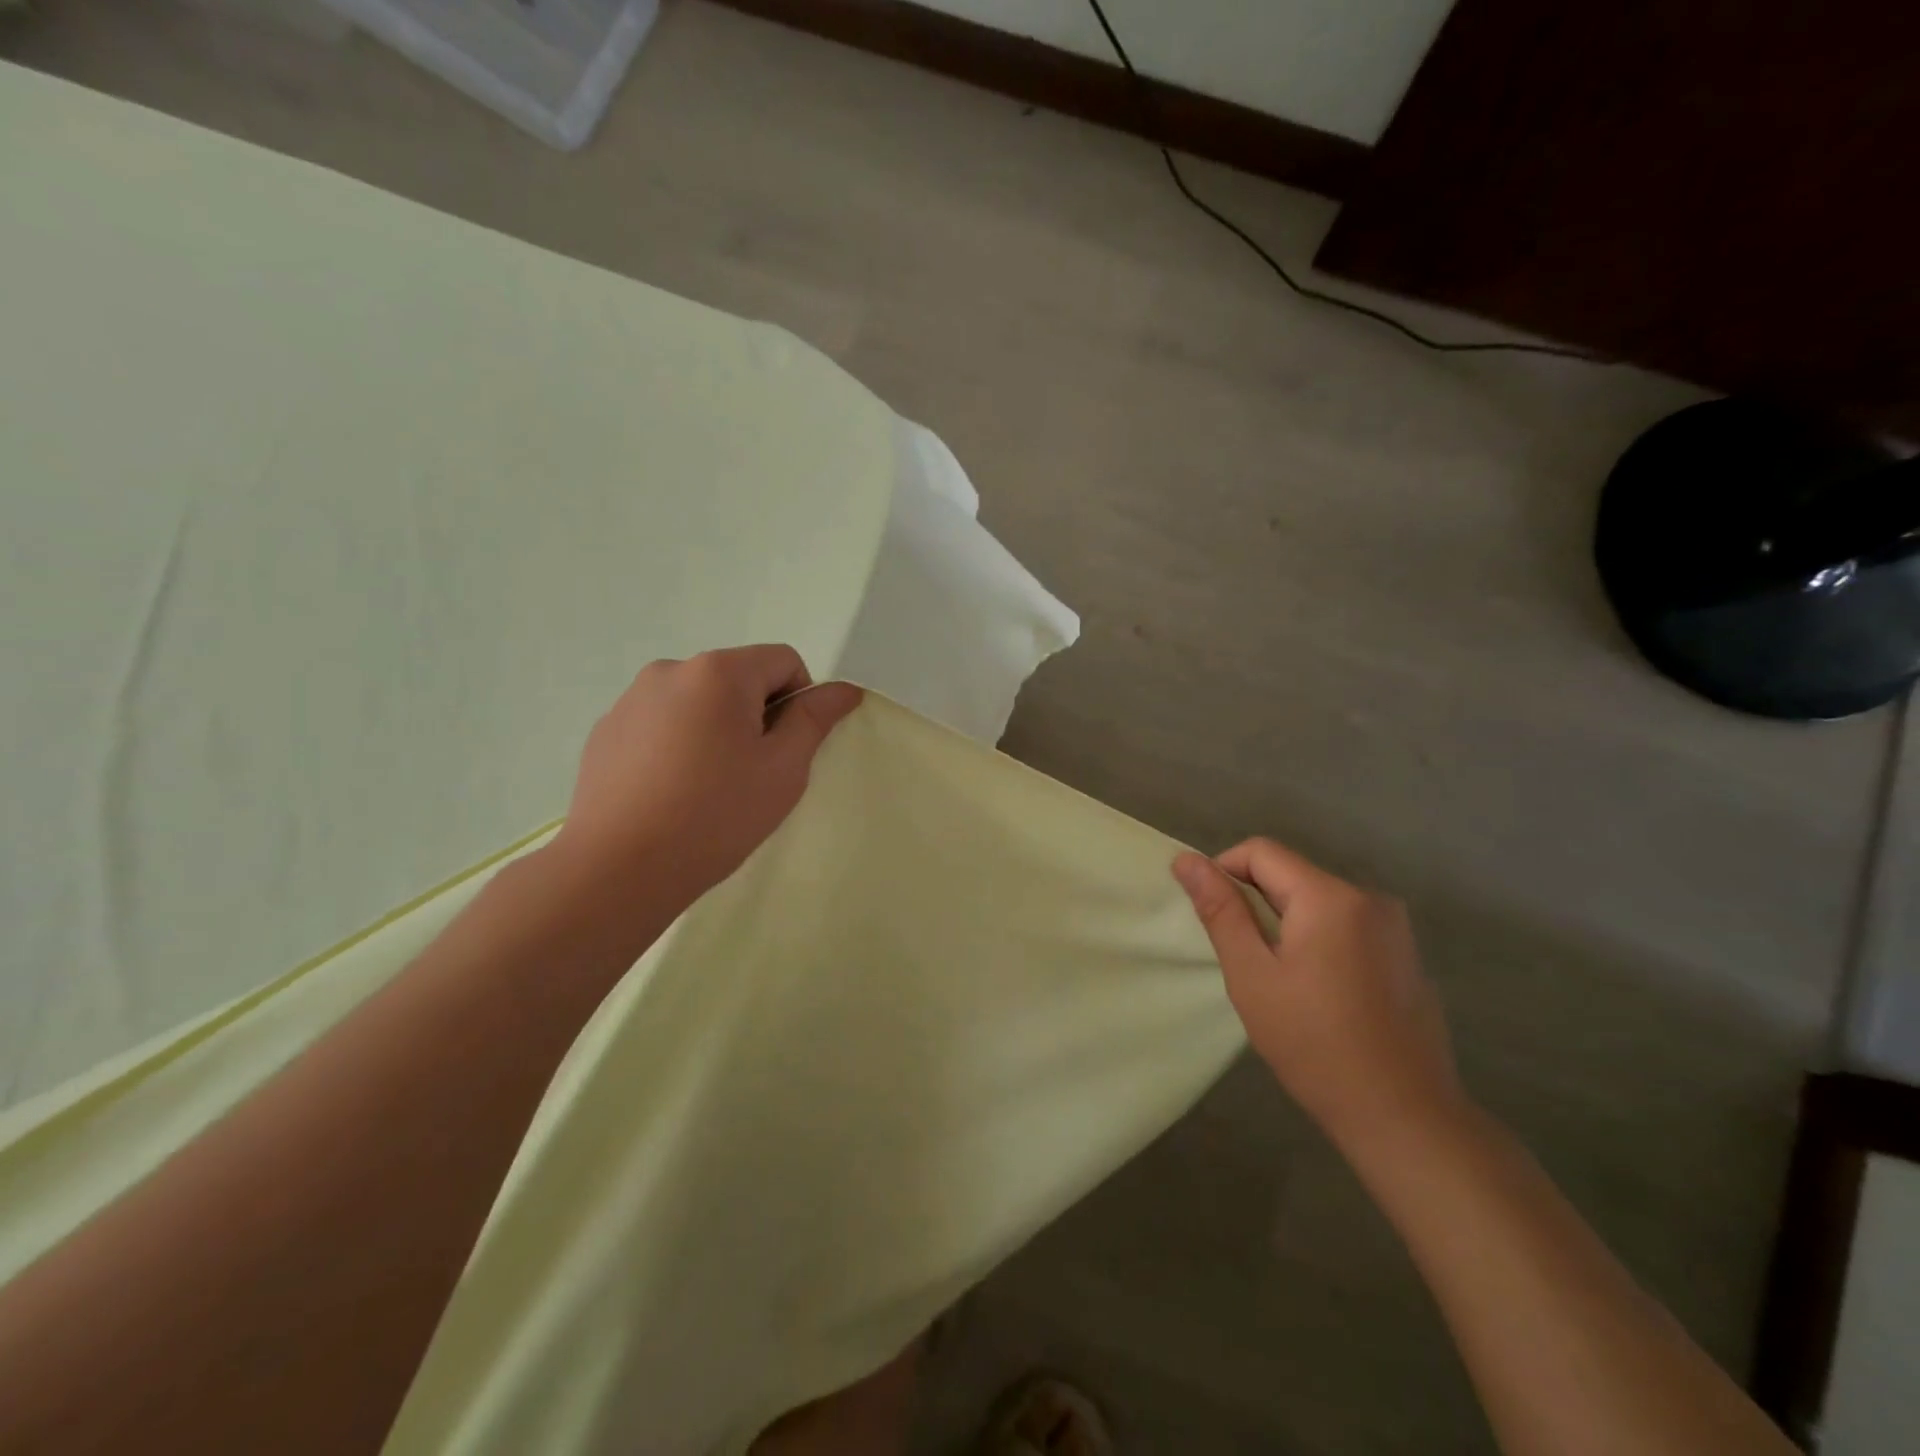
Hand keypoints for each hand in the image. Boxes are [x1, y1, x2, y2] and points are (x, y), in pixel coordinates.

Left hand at [551, 645, 861, 910]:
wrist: (619, 868)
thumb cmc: (716, 814)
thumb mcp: (783, 769)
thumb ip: (814, 719)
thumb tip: (844, 690)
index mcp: (719, 672)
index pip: (783, 661)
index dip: (799, 700)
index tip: (786, 750)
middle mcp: (671, 670)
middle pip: (738, 678)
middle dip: (755, 715)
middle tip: (751, 773)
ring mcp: (631, 700)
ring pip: (698, 702)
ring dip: (715, 728)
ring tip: (707, 786)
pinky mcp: (606, 731)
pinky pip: (661, 723)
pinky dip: (677, 744)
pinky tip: (670, 792)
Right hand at [1173, 839, 1464, 1154]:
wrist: (1404, 1117)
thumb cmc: (1314, 1044)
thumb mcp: (1252, 975)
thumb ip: (1220, 910)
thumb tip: (1185, 860)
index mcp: (1331, 896)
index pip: (1260, 851)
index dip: (1224, 872)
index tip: (1214, 920)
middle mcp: (1369, 897)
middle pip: (1291, 874)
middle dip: (1256, 904)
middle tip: (1244, 959)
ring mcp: (1395, 926)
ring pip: (1316, 900)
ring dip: (1285, 923)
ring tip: (1279, 980)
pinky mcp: (1405, 953)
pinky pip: (1345, 925)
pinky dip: (1318, 941)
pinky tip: (1318, 993)